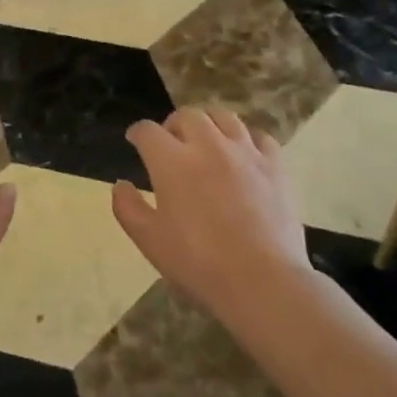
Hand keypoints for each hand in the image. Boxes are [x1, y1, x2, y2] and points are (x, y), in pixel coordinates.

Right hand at [111, 108, 311, 314]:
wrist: (261, 280)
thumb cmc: (198, 263)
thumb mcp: (149, 240)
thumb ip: (128, 208)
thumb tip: (121, 185)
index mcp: (172, 161)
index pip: (147, 131)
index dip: (137, 134)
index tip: (135, 141)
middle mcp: (208, 145)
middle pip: (187, 115)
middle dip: (173, 125)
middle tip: (171, 143)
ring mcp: (245, 152)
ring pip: (224, 117)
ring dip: (209, 124)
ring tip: (207, 140)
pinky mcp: (275, 165)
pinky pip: (259, 137)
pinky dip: (246, 139)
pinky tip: (243, 154)